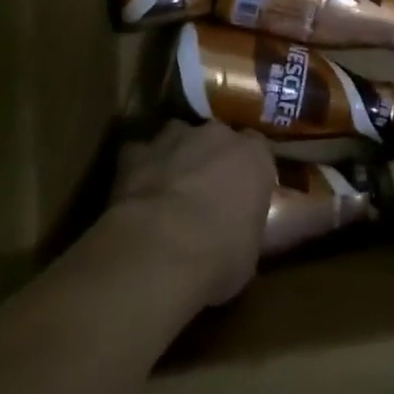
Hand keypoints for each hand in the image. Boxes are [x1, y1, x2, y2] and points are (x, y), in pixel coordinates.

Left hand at [109, 120, 274, 306]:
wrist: (158, 252)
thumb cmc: (218, 257)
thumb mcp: (251, 252)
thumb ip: (248, 229)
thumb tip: (242, 236)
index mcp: (254, 157)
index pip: (259, 151)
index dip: (249, 172)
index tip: (244, 194)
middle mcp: (217, 136)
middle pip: (218, 138)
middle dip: (213, 159)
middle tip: (207, 193)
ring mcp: (173, 139)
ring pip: (177, 137)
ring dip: (177, 157)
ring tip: (170, 189)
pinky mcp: (134, 153)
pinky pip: (138, 154)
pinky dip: (139, 169)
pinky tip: (136, 192)